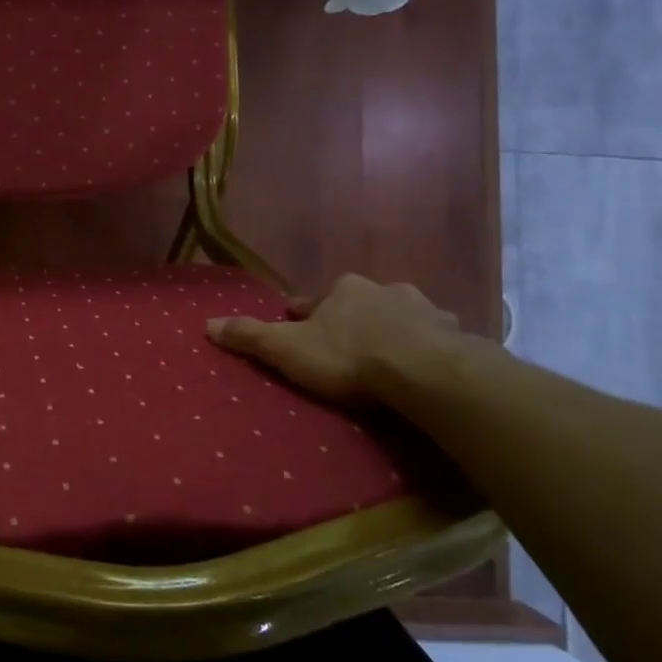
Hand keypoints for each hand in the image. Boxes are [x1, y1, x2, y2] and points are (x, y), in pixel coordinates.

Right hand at [206, 274, 460, 404]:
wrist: (426, 372)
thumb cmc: (350, 356)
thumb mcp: (288, 350)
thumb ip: (250, 336)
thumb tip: (207, 323)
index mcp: (343, 289)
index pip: (314, 301)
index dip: (304, 316)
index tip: (299, 329)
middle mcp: (383, 289)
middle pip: (359, 303)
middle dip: (351, 318)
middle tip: (344, 344)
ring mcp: (424, 309)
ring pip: (400, 315)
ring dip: (392, 328)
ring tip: (388, 354)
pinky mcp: (454, 334)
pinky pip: (435, 337)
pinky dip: (427, 347)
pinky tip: (426, 365)